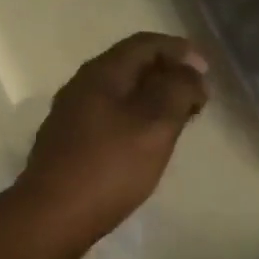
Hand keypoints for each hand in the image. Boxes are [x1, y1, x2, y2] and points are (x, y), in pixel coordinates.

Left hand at [14, 34, 209, 244]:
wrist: (51, 214)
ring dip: (151, 97)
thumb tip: (189, 70)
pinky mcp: (68, 141)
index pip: (143, 44)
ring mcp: (70, 114)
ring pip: (119, 92)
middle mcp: (80, 86)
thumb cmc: (108, 167)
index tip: (207, 69)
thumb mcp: (154, 125)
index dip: (178, 50)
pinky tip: (147, 140)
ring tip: (179, 118)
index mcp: (100, 73)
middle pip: (129, 65)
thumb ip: (176, 91)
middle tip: (197, 97)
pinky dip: (134, 117)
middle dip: (166, 73)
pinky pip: (108, 115)